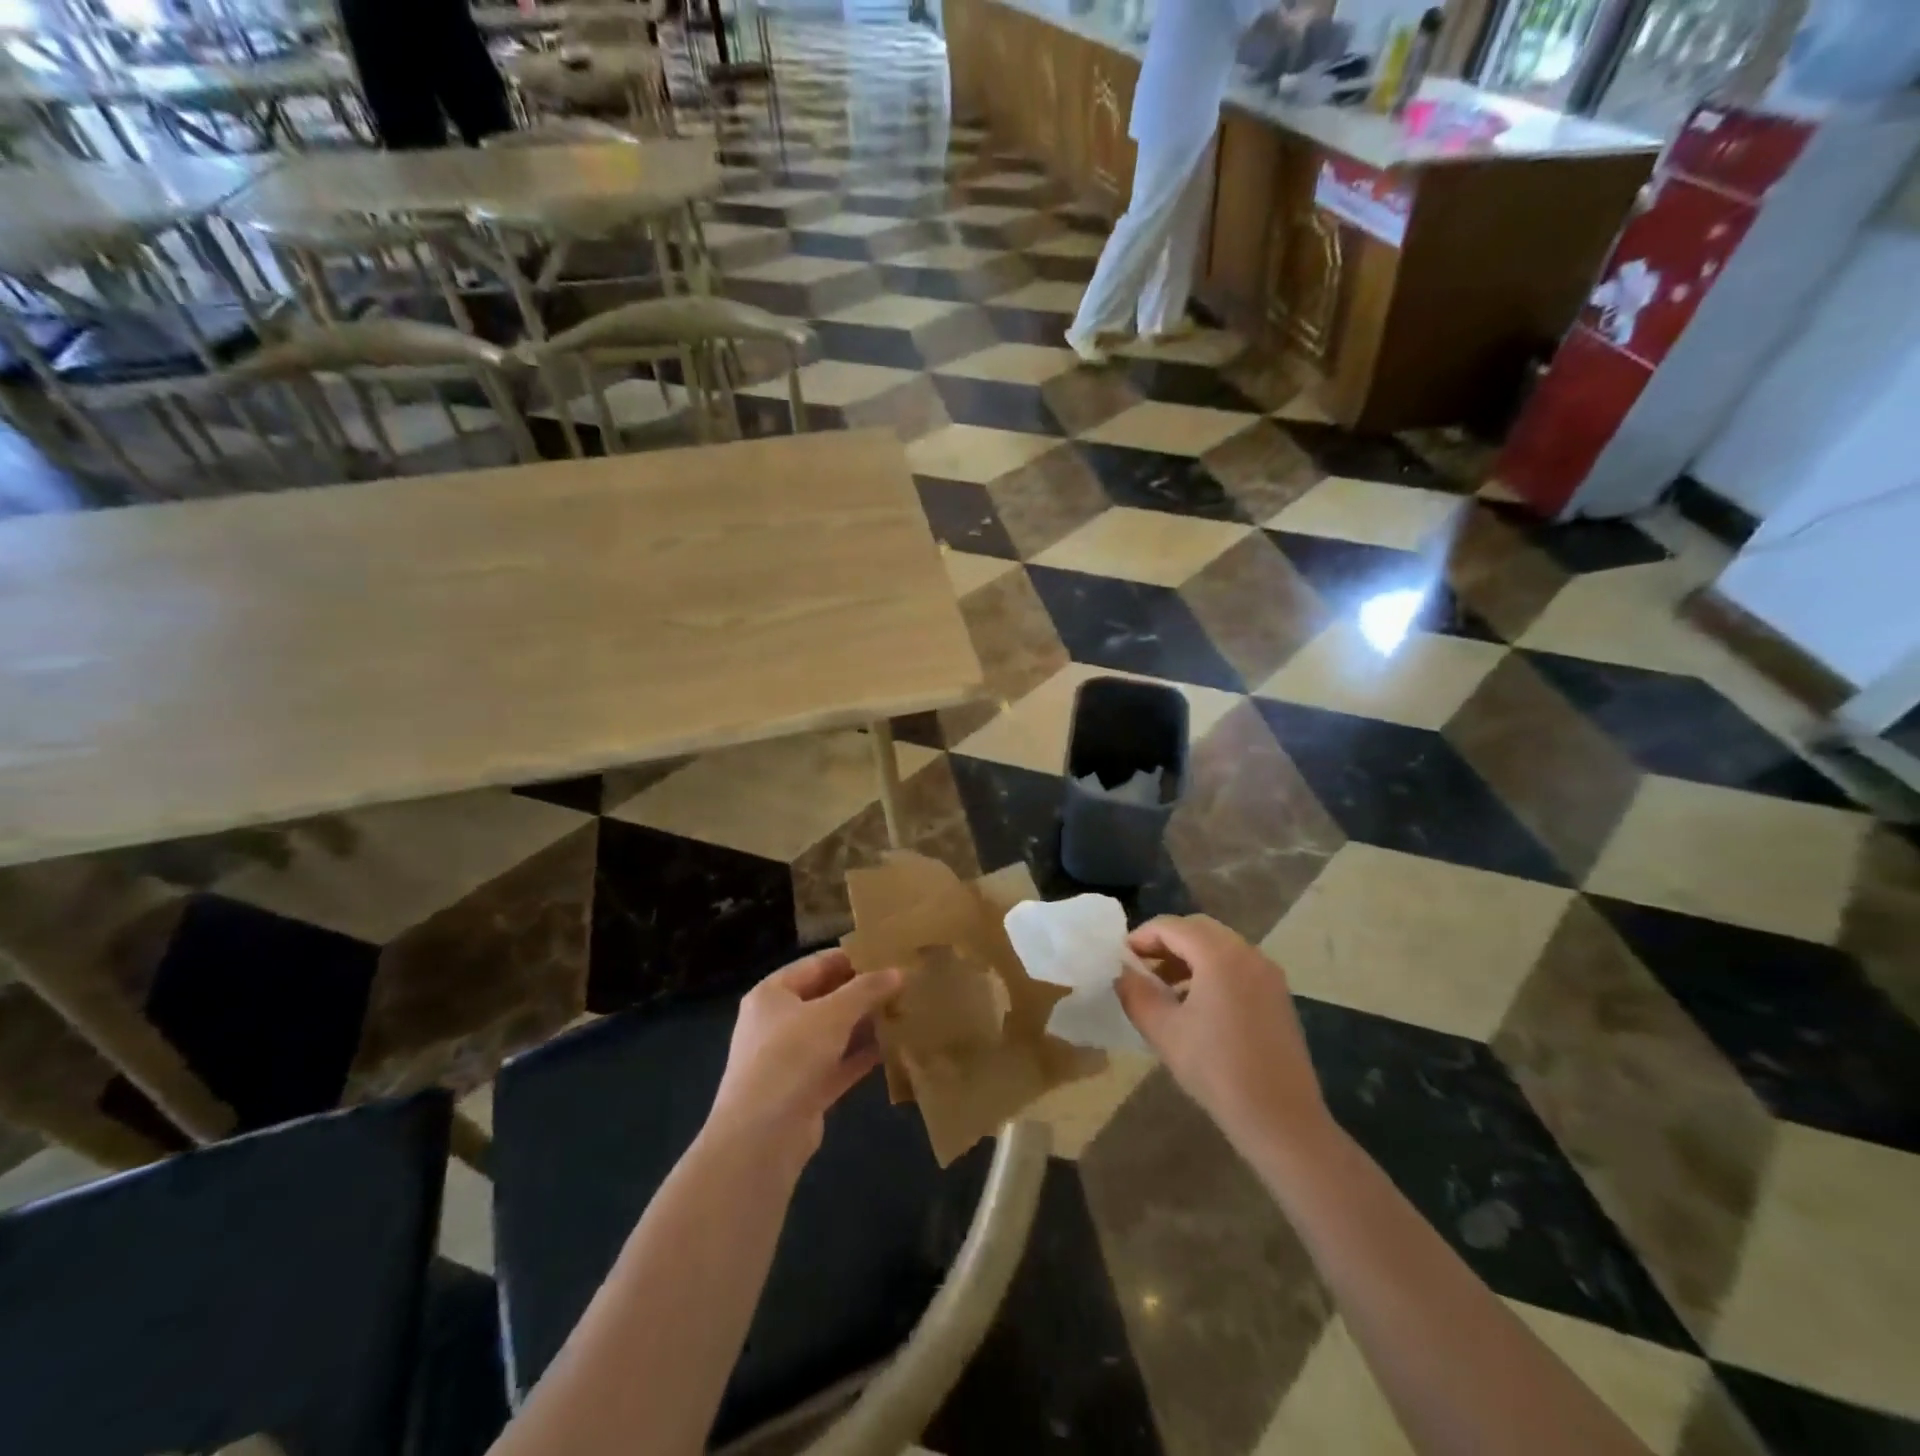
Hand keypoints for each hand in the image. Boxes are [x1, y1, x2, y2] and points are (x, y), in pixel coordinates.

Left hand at [707, 950, 901, 1165]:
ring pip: (834, 1033)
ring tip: (905, 1012)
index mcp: (772, 994)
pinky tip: (893, 1048)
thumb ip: (867, 990)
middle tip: (904, 984)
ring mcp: (789, 1059)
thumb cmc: (790, 1057)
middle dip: (863, 993)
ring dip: (865, 1024)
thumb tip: (897, 972)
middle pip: (826, 998)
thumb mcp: (833, 1014)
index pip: (817, 964)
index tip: (890, 954)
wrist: (760, 1138)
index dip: (853, 958)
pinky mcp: (804, 1091)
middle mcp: (777, 1022)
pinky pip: (838, 1064)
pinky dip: (861, 1056)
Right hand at [1117, 915, 1330, 1156]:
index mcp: (1219, 955)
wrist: (1281, 1119)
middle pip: (1197, 929)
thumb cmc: (1217, 1070)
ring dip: (1188, 956)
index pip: (1171, 926)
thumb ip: (1135, 993)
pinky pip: (1237, 965)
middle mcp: (1248, 953)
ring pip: (1219, 946)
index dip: (1141, 937)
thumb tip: (1122, 972)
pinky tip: (1196, 1004)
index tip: (1121, 959)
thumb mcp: (1163, 1031)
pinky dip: (1211, 970)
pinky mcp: (1277, 995)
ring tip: (1163, 988)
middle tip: (1140, 968)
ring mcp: (1268, 973)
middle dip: (1165, 943)